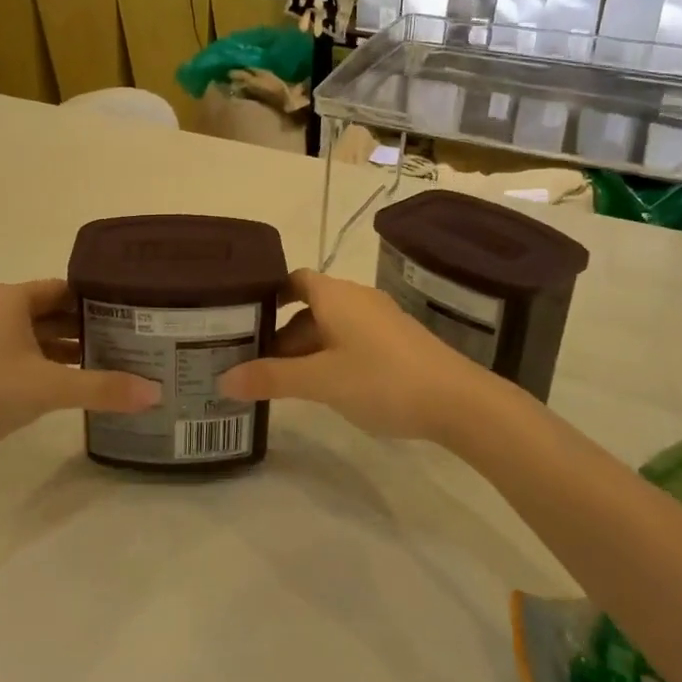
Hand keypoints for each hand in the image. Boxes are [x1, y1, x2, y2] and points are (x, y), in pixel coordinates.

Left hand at [0, 280, 159, 466]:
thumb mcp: (50, 388)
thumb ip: (103, 388)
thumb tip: (155, 393)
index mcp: (8, 297)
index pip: (63, 289)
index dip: (96, 302)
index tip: (128, 317)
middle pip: (46, 310)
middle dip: (81, 327)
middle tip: (121, 342)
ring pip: (27, 332)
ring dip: (59, 347)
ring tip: (99, 364)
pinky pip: (10, 350)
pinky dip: (36, 361)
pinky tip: (59, 382)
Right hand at [217, 269, 501, 441]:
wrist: (458, 401)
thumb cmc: (382, 380)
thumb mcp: (320, 381)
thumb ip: (271, 378)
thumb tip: (223, 379)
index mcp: (335, 295)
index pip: (293, 280)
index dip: (268, 294)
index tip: (242, 317)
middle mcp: (357, 299)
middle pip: (309, 308)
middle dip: (281, 334)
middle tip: (253, 364)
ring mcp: (380, 321)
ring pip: (330, 327)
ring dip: (306, 349)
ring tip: (282, 382)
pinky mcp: (396, 342)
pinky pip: (351, 341)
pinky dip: (330, 357)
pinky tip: (325, 388)